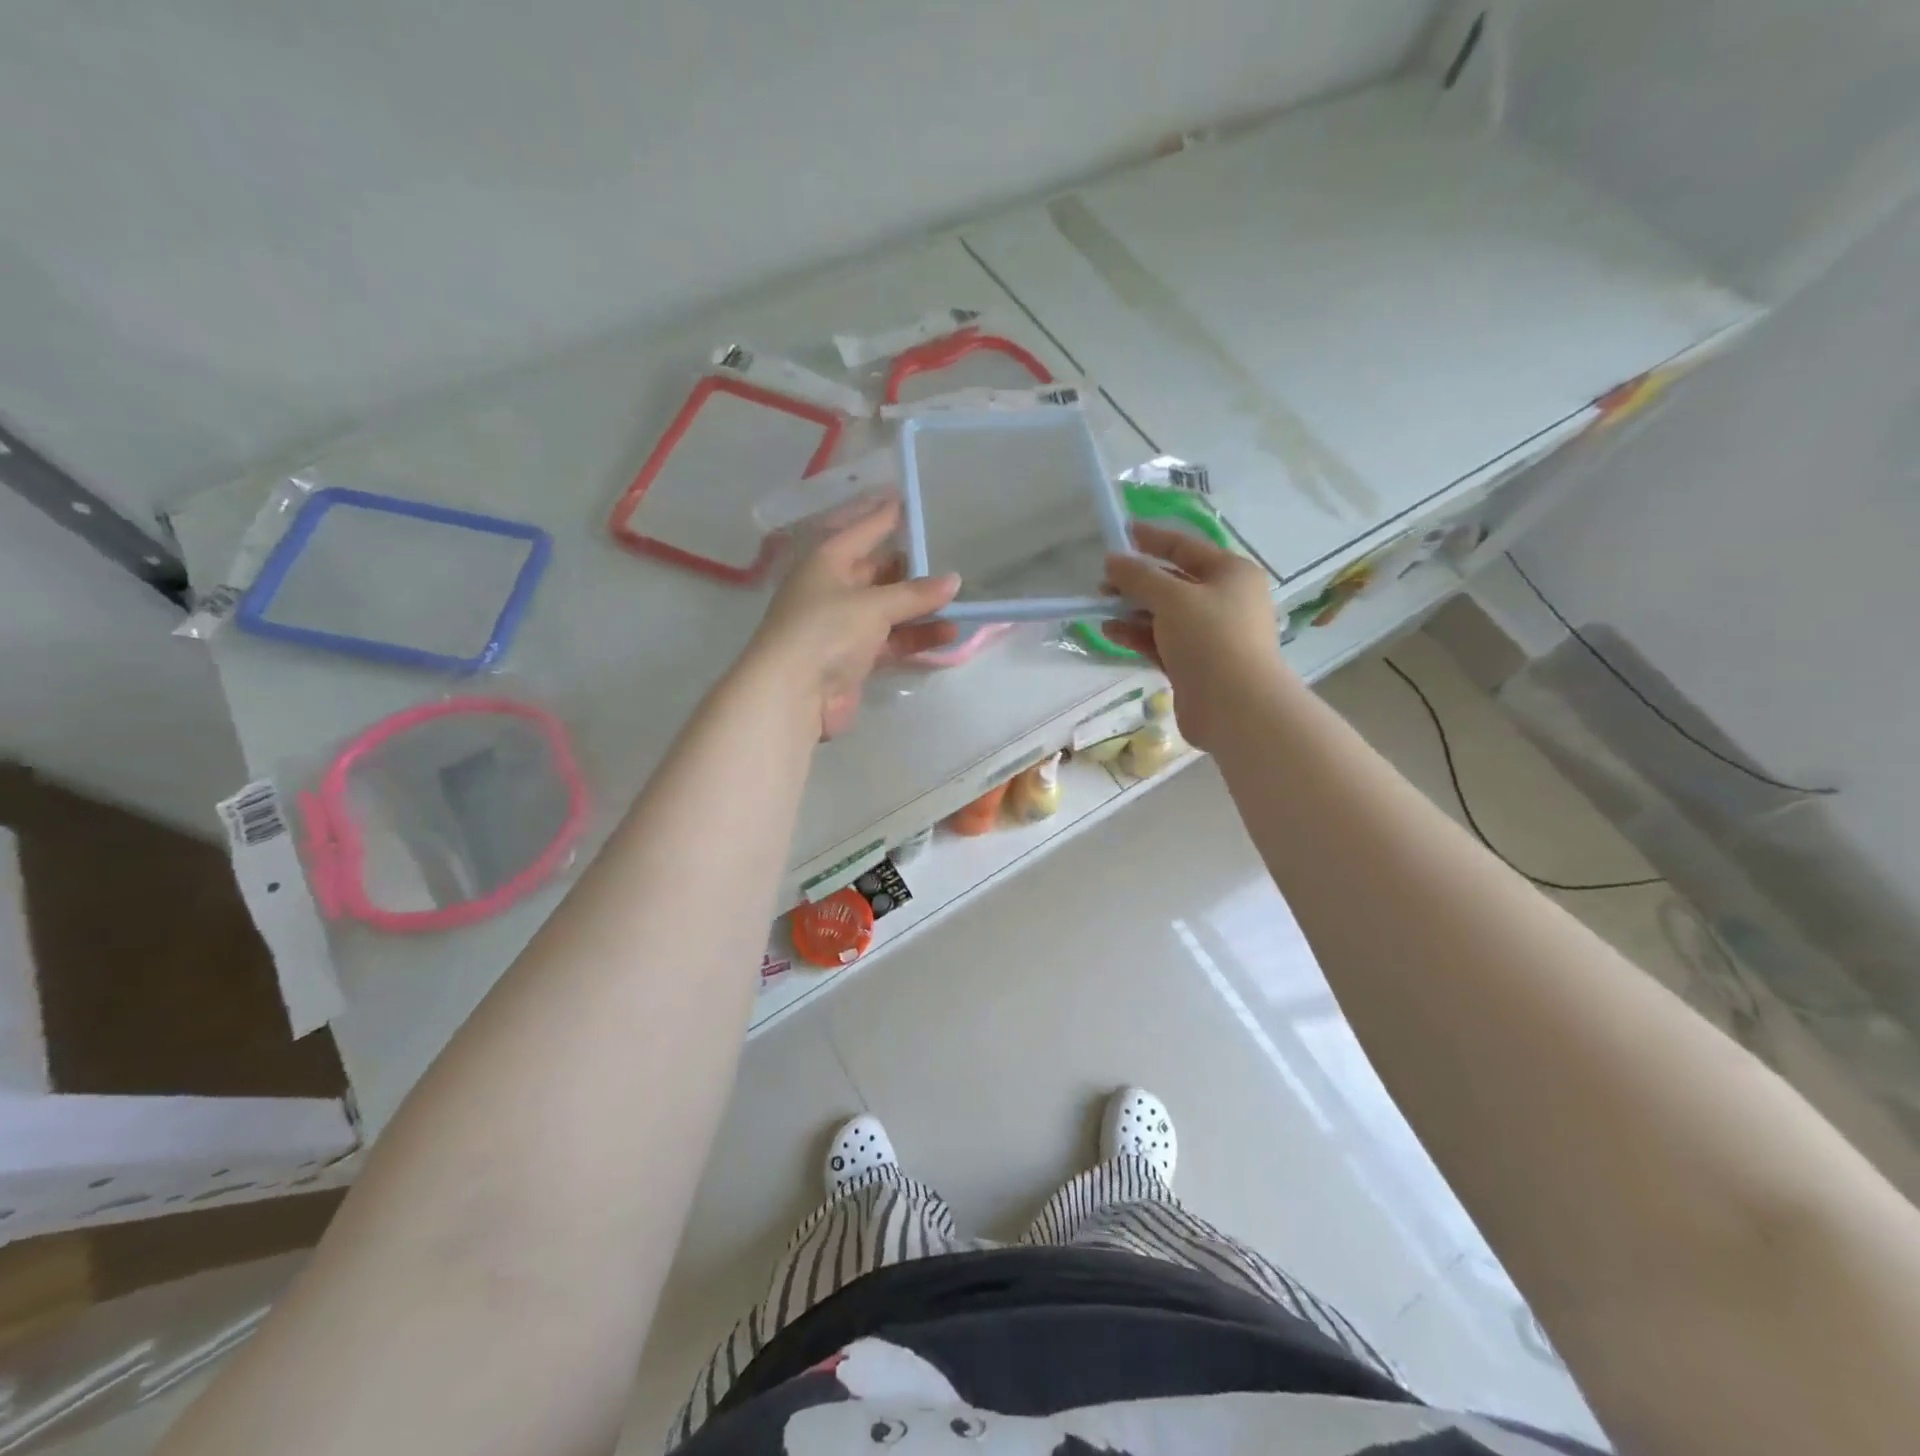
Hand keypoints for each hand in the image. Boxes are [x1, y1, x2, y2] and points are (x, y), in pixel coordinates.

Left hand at [746, 500, 960, 738]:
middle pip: (879, 573)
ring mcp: (843, 627)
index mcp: (827, 563)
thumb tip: (953, 581)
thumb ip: (915, 594)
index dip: (886, 517)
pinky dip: (916, 637)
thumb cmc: (826, 630)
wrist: (792, 694)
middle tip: (950, 561)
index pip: (862, 532)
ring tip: (959, 602)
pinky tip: (948, 633)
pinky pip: (892, 641)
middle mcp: (834, 590)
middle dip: (912, 571)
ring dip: (921, 608)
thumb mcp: (873, 605)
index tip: (910, 500)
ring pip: (889, 610)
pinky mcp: (854, 659)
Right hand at [1102, 522, 1290, 749]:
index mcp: (1231, 573)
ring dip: (1132, 610)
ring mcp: (1210, 635)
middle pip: (1173, 582)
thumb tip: (1113, 561)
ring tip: (1100, 609)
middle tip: (1103, 582)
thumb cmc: (1210, 638)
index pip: (1186, 547)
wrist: (1235, 706)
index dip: (1152, 539)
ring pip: (1164, 615)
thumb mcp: (1172, 597)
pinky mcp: (1195, 665)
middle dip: (1137, 581)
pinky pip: (1161, 642)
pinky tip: (1110, 632)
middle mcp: (1224, 600)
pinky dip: (1137, 635)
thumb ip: (1139, 577)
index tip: (1121, 533)